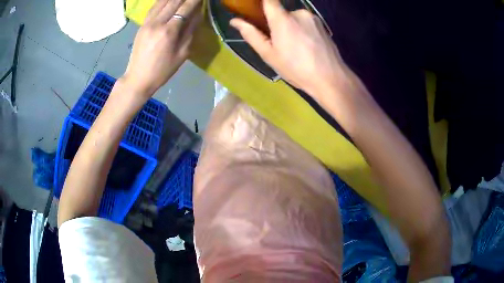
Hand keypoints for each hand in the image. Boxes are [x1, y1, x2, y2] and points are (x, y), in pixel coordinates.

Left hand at [123, 0, 201, 96]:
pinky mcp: (142, 25)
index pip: (185, 8)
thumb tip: (197, 14)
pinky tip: (168, 0)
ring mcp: (147, 23)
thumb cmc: (163, 70)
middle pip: (174, 1)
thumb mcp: (182, 54)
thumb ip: (190, 31)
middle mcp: (157, 23)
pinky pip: (153, 8)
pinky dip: (162, 1)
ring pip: (162, 2)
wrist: (138, 78)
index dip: (195, 0)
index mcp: (169, 32)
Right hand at [230, 0, 351, 101]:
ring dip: (291, 28)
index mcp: (283, 19)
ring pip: (294, 18)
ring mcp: (313, 18)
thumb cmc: (296, 68)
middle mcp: (299, 13)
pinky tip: (307, 47)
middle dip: (277, 24)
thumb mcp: (269, 55)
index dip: (262, 3)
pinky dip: (302, 30)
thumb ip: (251, 34)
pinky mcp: (322, 24)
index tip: (258, 12)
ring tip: (296, 48)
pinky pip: (306, 22)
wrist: (331, 79)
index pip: (269, 0)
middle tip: (280, 43)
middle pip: (281, 12)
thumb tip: (235, 21)